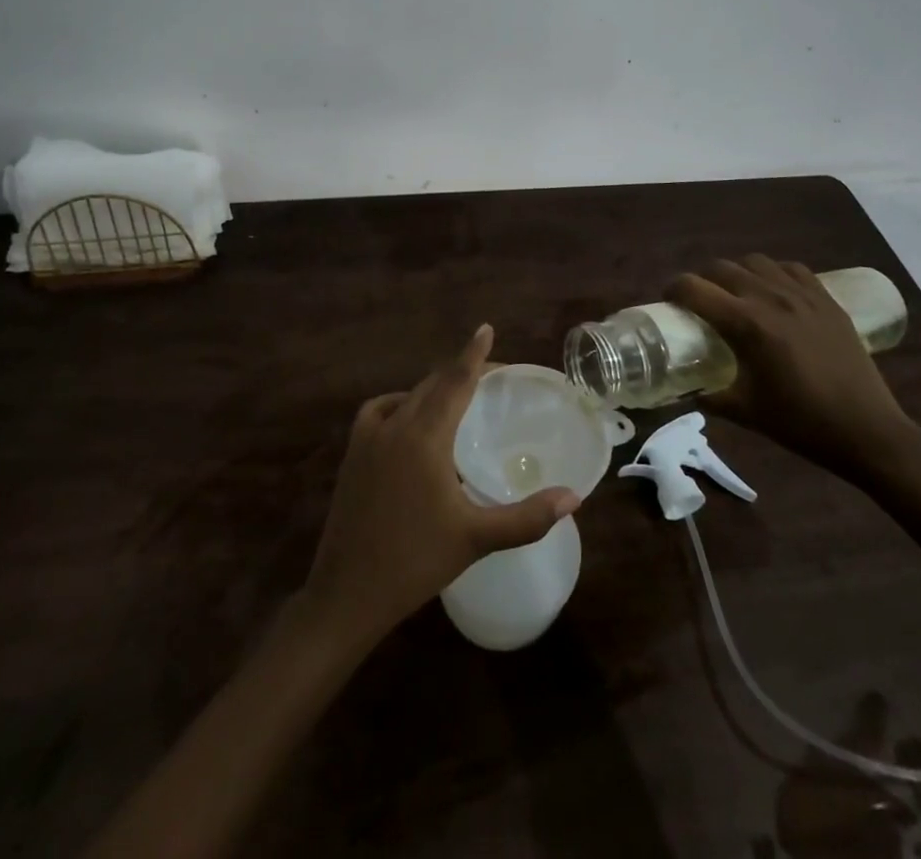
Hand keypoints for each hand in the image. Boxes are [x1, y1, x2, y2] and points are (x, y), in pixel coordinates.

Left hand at [302, 325, 580, 645]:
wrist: (347, 592)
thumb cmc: (415, 563)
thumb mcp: (476, 539)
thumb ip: (526, 517)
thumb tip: (573, 498)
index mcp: (425, 436)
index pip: (455, 381)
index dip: (473, 353)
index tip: (485, 328)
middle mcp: (395, 425)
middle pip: (432, 384)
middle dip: (459, 372)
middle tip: (488, 373)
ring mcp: (368, 438)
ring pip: (406, 396)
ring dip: (432, 388)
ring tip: (455, 395)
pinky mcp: (353, 454)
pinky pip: (379, 411)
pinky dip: (400, 404)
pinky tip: (409, 421)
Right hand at [669, 256, 920, 481]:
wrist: (868, 431)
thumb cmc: (802, 424)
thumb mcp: (745, 412)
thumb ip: (708, 395)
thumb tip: (684, 390)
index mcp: (747, 325)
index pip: (693, 289)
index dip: (672, 290)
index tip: (668, 301)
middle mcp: (770, 298)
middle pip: (721, 267)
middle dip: (702, 280)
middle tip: (699, 302)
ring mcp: (802, 295)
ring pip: (755, 262)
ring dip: (737, 273)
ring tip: (736, 295)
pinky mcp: (827, 300)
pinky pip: (791, 269)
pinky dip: (773, 274)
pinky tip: (774, 294)